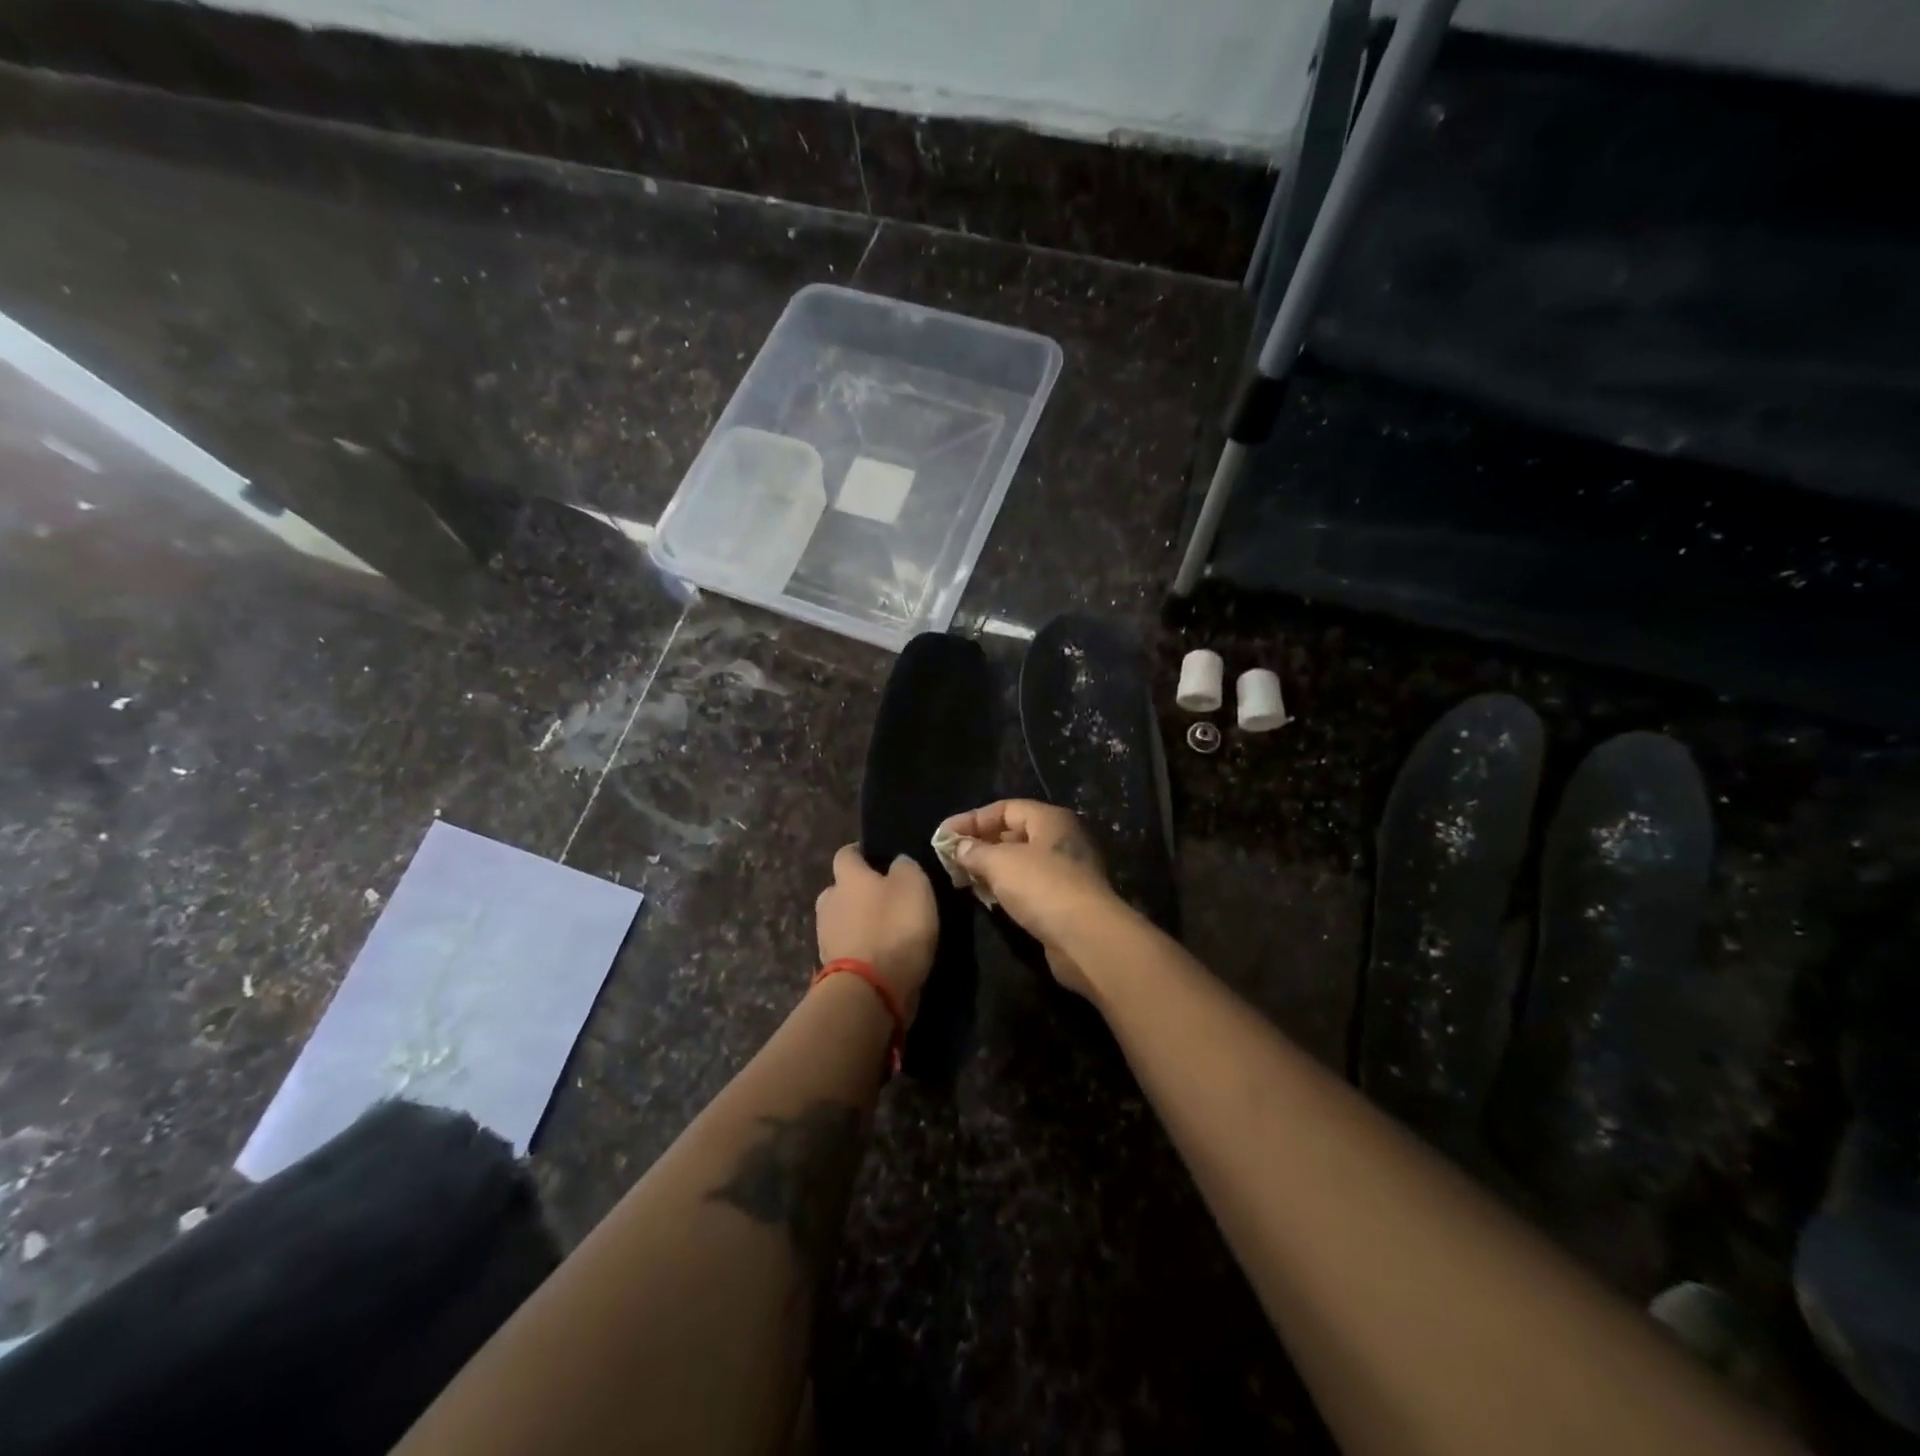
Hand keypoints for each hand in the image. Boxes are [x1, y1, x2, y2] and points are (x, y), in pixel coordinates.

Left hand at [815, 845, 937, 1014]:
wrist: (870, 990)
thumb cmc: (894, 927)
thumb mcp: (913, 885)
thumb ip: (905, 866)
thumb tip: (897, 862)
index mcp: (847, 876)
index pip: (846, 853)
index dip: (862, 854)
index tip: (879, 858)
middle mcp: (829, 901)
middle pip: (840, 889)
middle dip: (858, 892)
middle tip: (886, 898)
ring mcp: (825, 937)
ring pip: (842, 920)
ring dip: (858, 922)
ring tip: (885, 930)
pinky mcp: (831, 968)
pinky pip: (847, 948)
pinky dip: (860, 948)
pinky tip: (880, 954)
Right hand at [934, 800, 1124, 995]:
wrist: (1086, 937)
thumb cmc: (1042, 887)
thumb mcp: (1000, 863)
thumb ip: (975, 851)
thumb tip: (959, 846)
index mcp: (1050, 819)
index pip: (1005, 808)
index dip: (972, 819)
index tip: (943, 836)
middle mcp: (1061, 839)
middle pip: (1013, 834)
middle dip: (980, 844)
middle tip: (950, 859)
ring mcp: (1065, 871)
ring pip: (1020, 862)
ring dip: (991, 868)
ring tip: (962, 879)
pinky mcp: (1064, 900)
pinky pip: (1028, 886)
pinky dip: (1006, 888)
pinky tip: (986, 899)